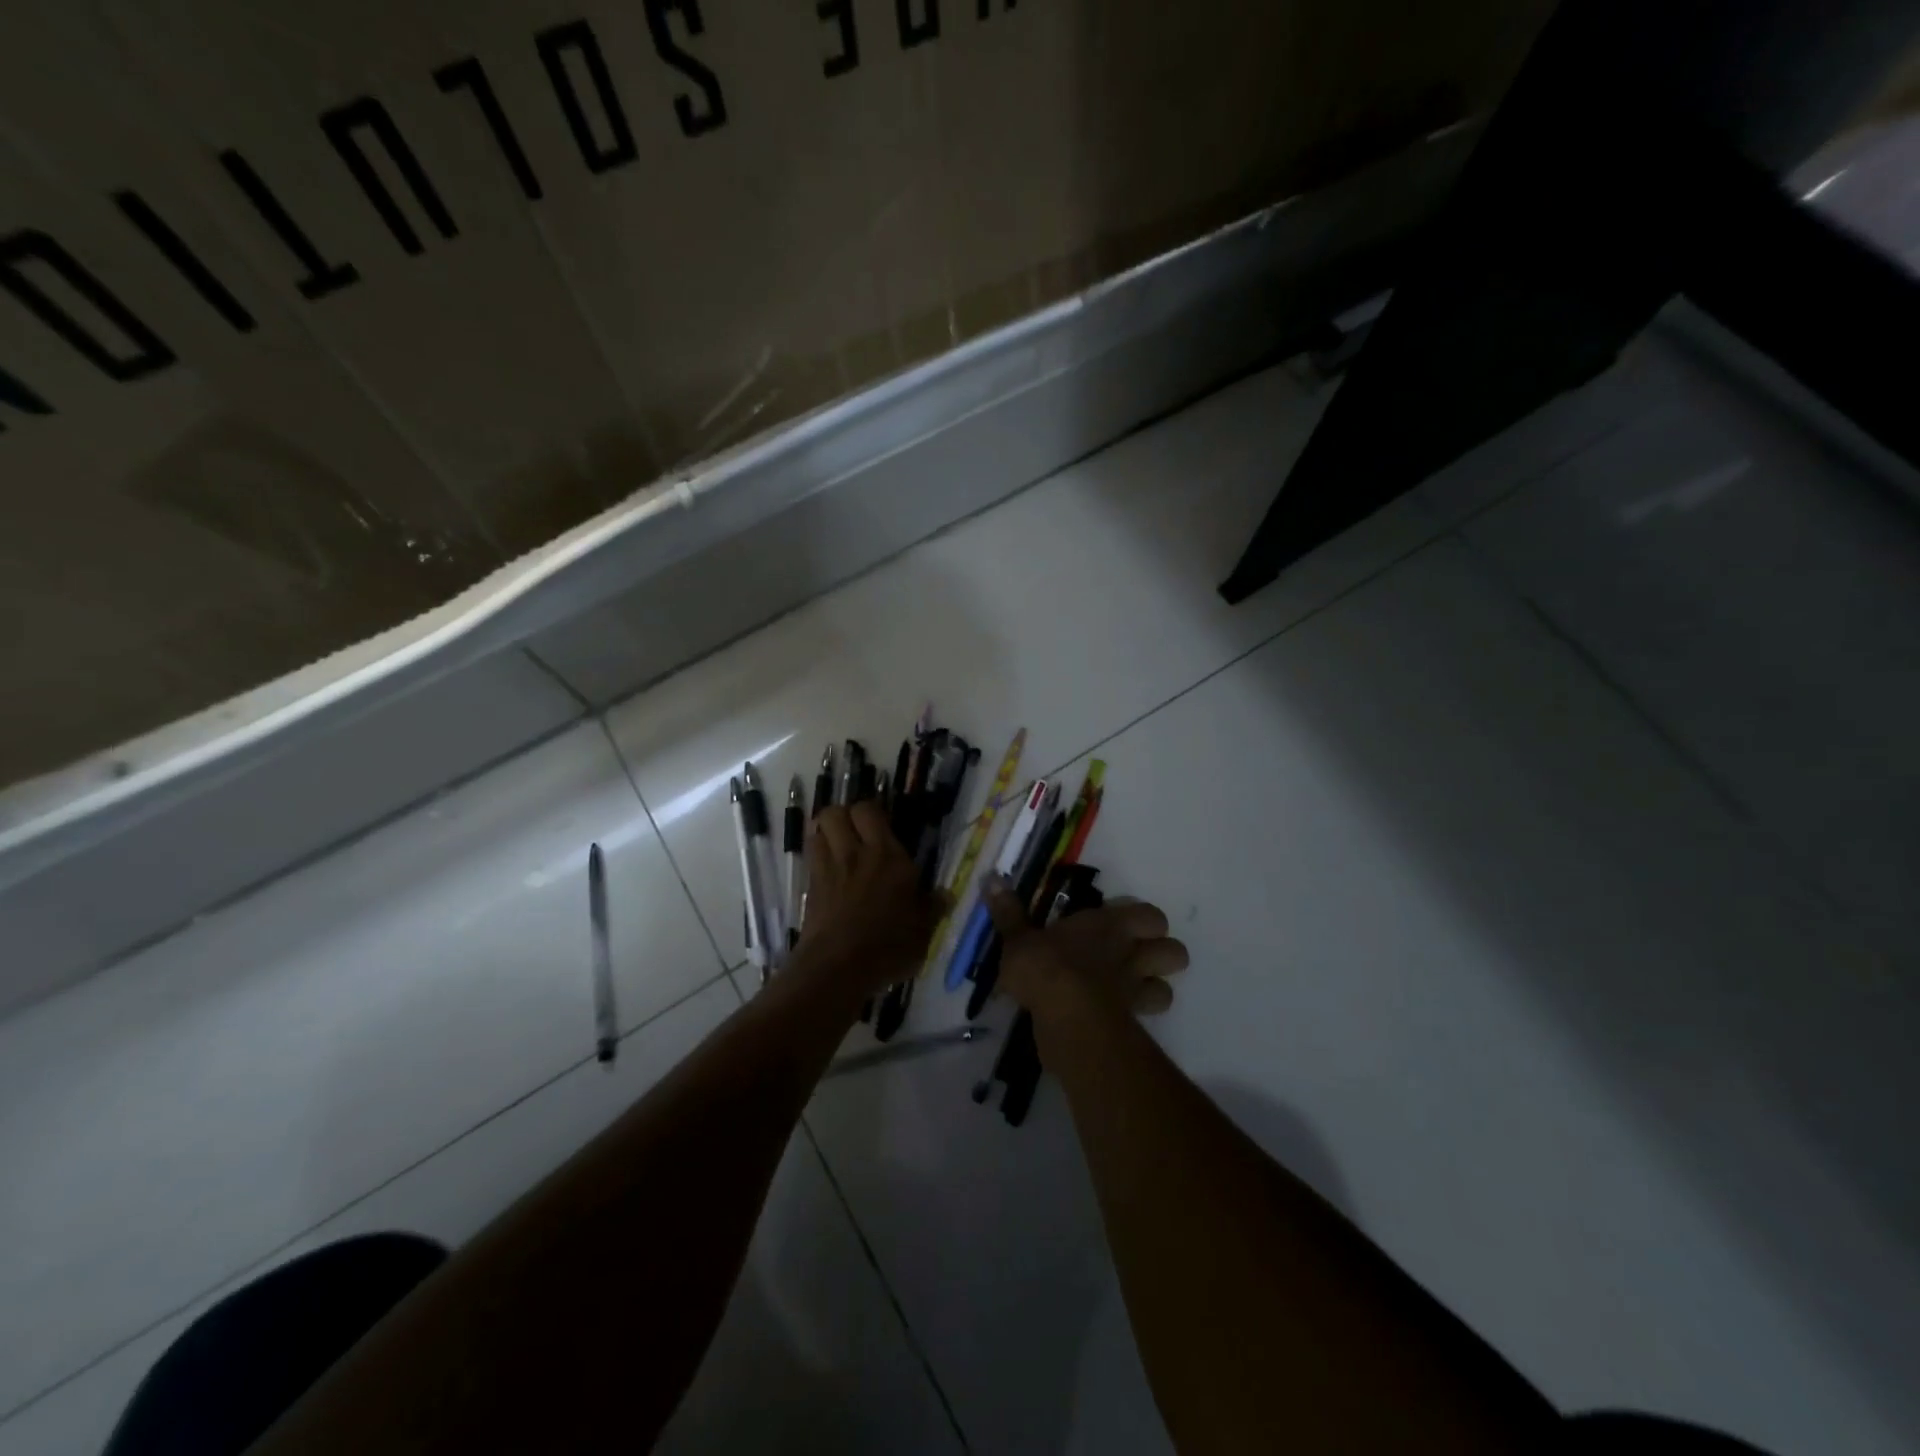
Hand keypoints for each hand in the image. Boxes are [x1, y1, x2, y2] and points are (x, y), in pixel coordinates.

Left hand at [793, 802, 942, 1007]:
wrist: (837, 969)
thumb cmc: (887, 946)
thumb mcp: (922, 931)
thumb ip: (933, 908)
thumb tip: (946, 895)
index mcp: (887, 856)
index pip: (869, 811)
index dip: (872, 812)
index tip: (882, 826)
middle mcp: (854, 853)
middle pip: (835, 812)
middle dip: (843, 815)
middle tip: (857, 833)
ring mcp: (827, 869)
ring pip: (817, 830)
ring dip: (826, 833)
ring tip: (839, 848)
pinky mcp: (809, 888)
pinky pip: (811, 857)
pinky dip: (817, 857)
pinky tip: (830, 873)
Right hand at [985, 881, 1189, 1033]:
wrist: (1066, 1017)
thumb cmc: (1046, 967)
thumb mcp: (1018, 938)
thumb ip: (1008, 912)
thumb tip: (992, 878)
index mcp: (1110, 925)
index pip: (1152, 916)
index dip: (1146, 922)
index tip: (1125, 927)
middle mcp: (1131, 954)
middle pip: (1176, 953)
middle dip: (1162, 956)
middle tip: (1134, 958)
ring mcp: (1135, 991)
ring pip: (1168, 989)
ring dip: (1154, 989)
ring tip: (1129, 990)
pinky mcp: (1130, 1024)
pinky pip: (1145, 1020)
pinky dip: (1135, 1019)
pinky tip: (1114, 1018)